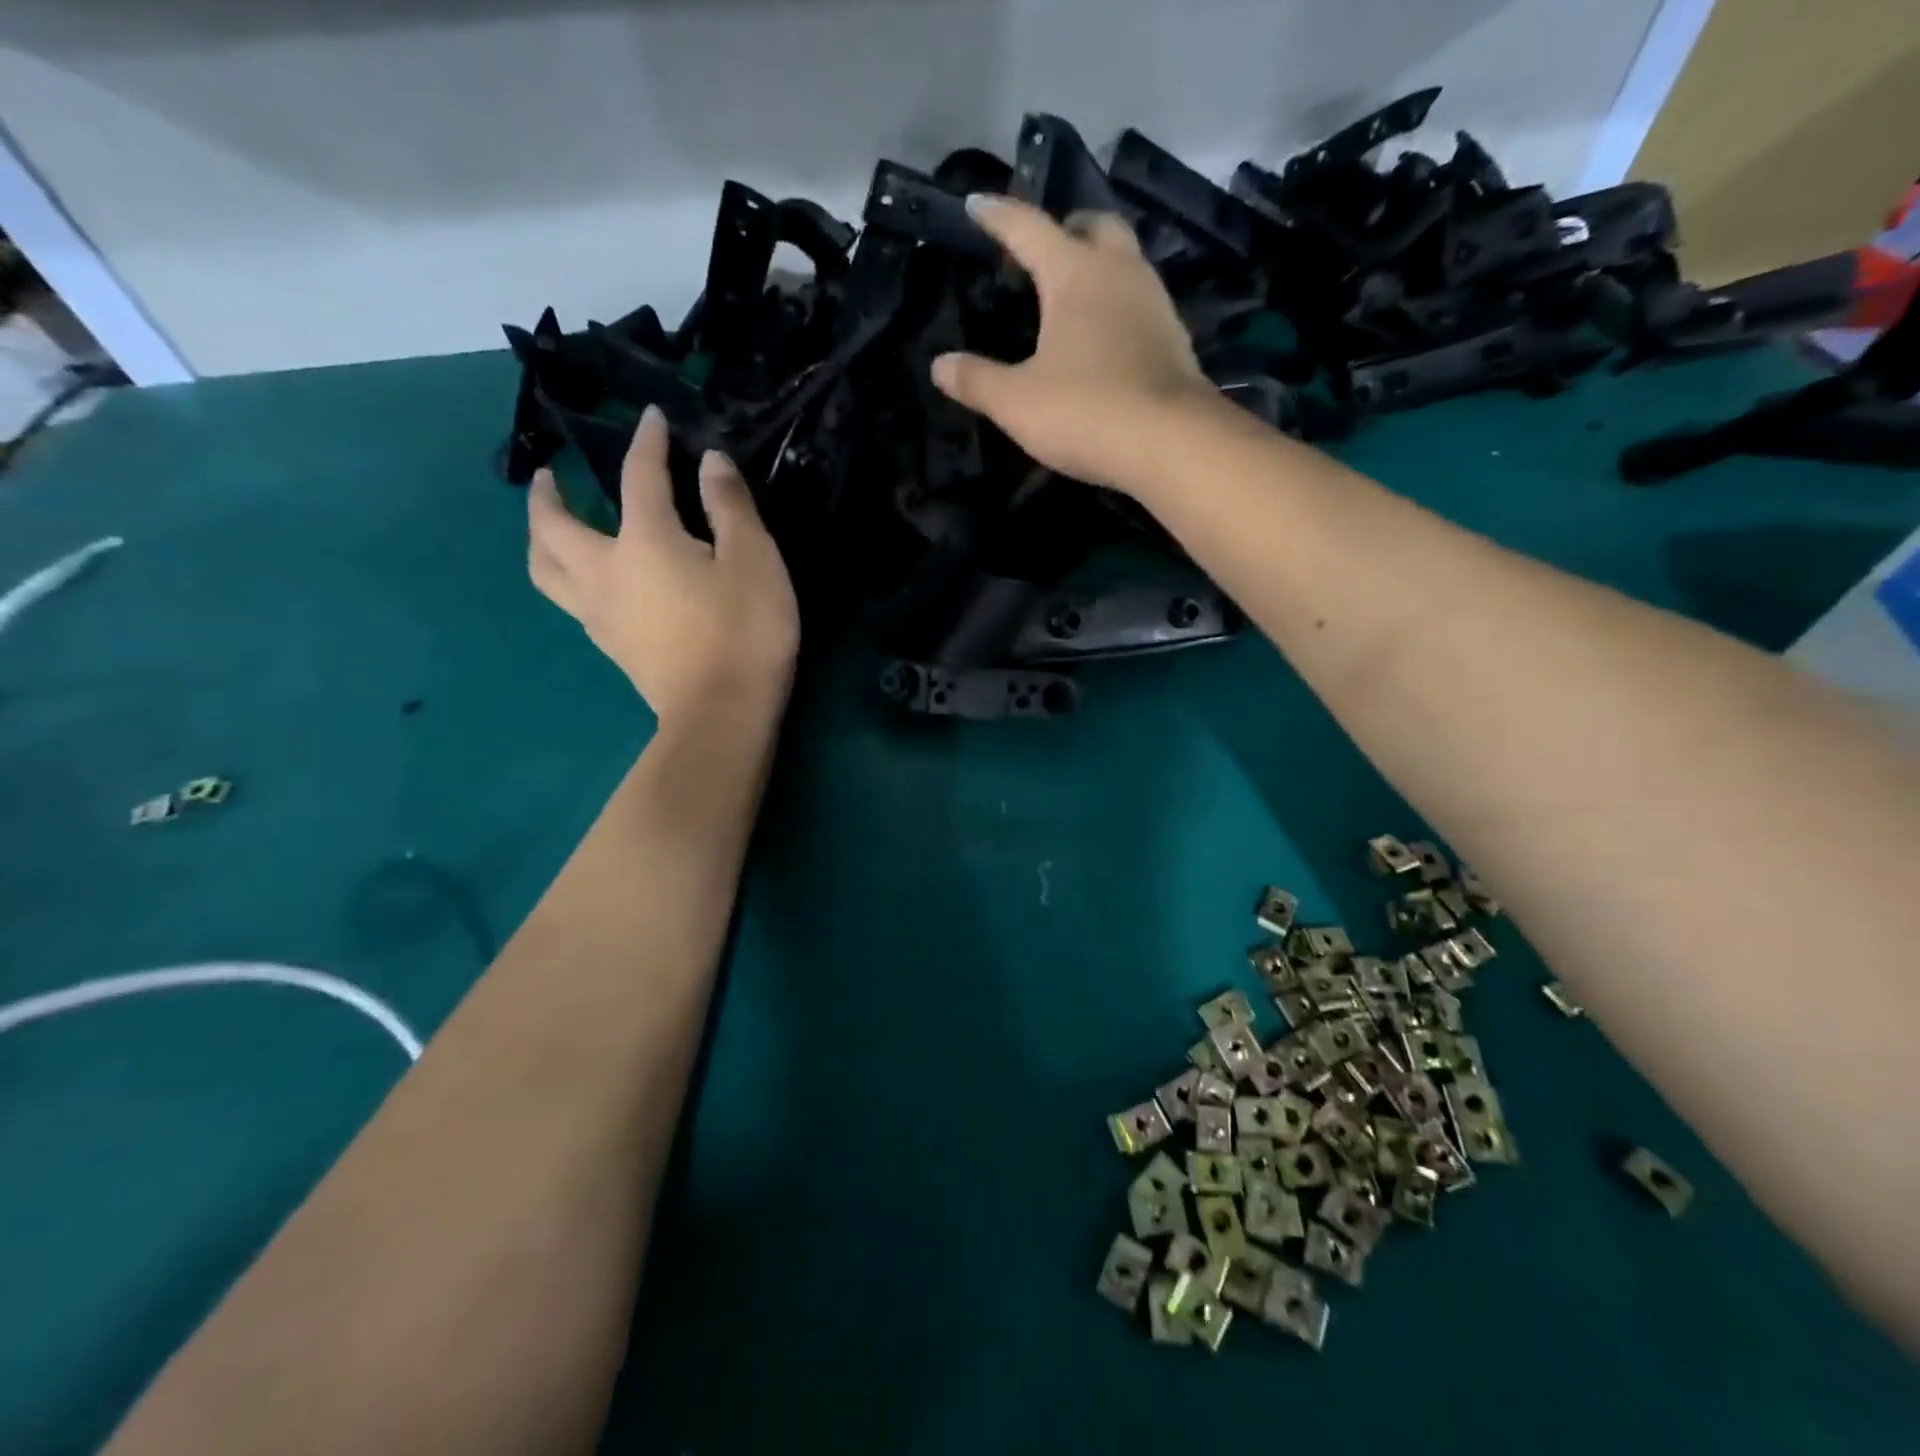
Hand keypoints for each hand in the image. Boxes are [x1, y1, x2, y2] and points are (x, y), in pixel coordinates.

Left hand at [527, 407, 798, 725]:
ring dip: (540, 539)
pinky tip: (589, 580)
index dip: (646, 442)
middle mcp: (606, 571)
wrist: (722, 715)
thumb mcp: (755, 560)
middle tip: (549, 476)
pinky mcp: (611, 647)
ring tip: (551, 527)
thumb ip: (730, 506)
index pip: (639, 476)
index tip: (650, 419)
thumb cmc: (745, 632)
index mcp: (645, 541)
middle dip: (546, 494)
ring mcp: (600, 614)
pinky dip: (567, 576)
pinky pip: (570, 601)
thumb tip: (710, 462)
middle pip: (553, 526)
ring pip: (546, 569)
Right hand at [929, 195, 1215, 493]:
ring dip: (1099, 264)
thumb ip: (976, 380)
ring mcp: (1154, 303)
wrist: (1171, 444)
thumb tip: (940, 365)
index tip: (977, 203)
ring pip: (1126, 261)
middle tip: (1043, 248)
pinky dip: (1118, 304)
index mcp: (1075, 274)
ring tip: (1074, 293)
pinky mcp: (1175, 339)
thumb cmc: (1085, 411)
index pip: (1029, 227)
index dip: (999, 216)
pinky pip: (1141, 302)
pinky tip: (1107, 335)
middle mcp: (1120, 273)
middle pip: (1095, 226)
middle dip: (1067, 227)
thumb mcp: (1016, 402)